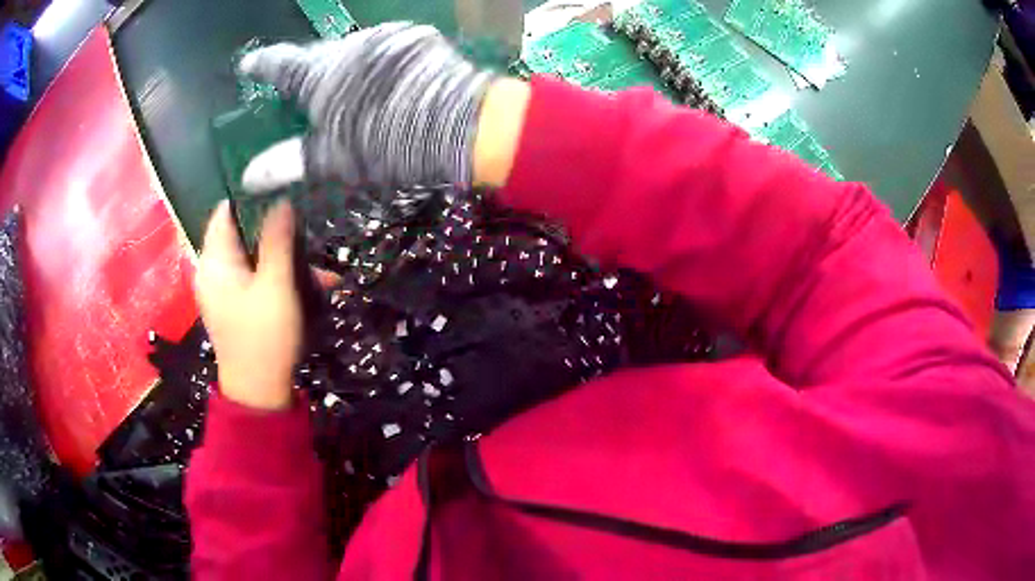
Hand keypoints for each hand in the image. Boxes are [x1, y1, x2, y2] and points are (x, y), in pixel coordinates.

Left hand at [195, 201, 301, 410]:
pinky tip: (308, 288)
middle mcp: (213, 270)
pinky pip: (255, 278)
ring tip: (319, 273)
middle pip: (242, 234)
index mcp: (214, 261)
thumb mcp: (275, 285)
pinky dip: (277, 277)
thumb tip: (281, 200)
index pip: (226, 212)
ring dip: (283, 259)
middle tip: (307, 237)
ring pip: (253, 257)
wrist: (258, 392)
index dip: (252, 198)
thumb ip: (277, 240)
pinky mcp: (234, 304)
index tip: (283, 193)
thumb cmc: (263, 337)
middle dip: (276, 234)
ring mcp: (223, 289)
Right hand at [238, 22, 494, 192]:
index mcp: (322, 71)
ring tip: (345, 90)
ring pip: (352, 52)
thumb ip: (289, 162)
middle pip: (317, 57)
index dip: (261, 65)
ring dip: (344, 68)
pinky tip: (381, 83)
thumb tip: (249, 175)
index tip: (248, 64)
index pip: (280, 63)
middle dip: (307, 72)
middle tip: (302, 91)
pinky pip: (383, 50)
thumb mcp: (335, 158)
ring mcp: (387, 39)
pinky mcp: (417, 41)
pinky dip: (374, 65)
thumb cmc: (390, 142)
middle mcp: (351, 45)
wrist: (465, 123)